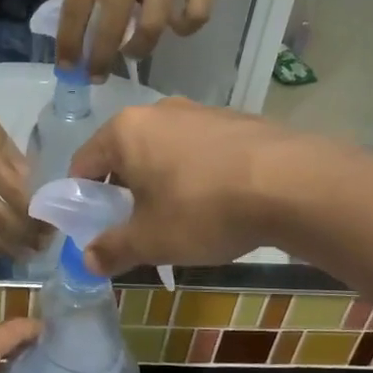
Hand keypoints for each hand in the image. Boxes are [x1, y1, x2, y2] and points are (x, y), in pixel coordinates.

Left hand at [58, 0, 216, 76]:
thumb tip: (88, 30)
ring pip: (151, 28)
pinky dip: (184, 29)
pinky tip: (175, 24)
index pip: (76, 4)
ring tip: (134, 50)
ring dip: (139, 49)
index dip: (69, 41)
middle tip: (97, 74)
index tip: (67, 66)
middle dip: (100, 58)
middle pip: (111, 24)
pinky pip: (194, 16)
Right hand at [69, 99, 305, 272]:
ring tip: (179, 218)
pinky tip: (216, 202)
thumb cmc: (203, 209)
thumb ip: (113, 249)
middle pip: (125, 154)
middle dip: (123, 191)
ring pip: (164, 151)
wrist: (291, 184)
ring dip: (160, 182)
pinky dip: (195, 174)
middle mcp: (159, 111)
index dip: (81, 198)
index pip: (84, 163)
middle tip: (135, 228)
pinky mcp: (236, 121)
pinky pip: (199, 150)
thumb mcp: (151, 240)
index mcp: (126, 131)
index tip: (91, 226)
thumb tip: (87, 261)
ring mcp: (201, 112)